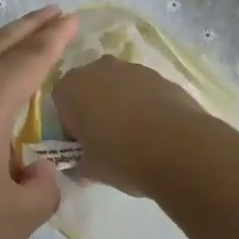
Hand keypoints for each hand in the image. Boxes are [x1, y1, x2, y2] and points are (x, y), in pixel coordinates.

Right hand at [51, 55, 200, 196]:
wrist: (178, 147)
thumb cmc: (121, 157)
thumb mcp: (90, 170)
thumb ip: (79, 164)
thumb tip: (82, 165)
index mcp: (70, 88)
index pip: (60, 105)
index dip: (70, 128)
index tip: (83, 148)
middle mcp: (97, 69)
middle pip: (88, 89)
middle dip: (94, 111)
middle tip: (106, 142)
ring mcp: (131, 68)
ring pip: (117, 87)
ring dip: (120, 106)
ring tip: (136, 138)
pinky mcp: (160, 76)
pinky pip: (142, 91)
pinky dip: (145, 106)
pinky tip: (156, 132)